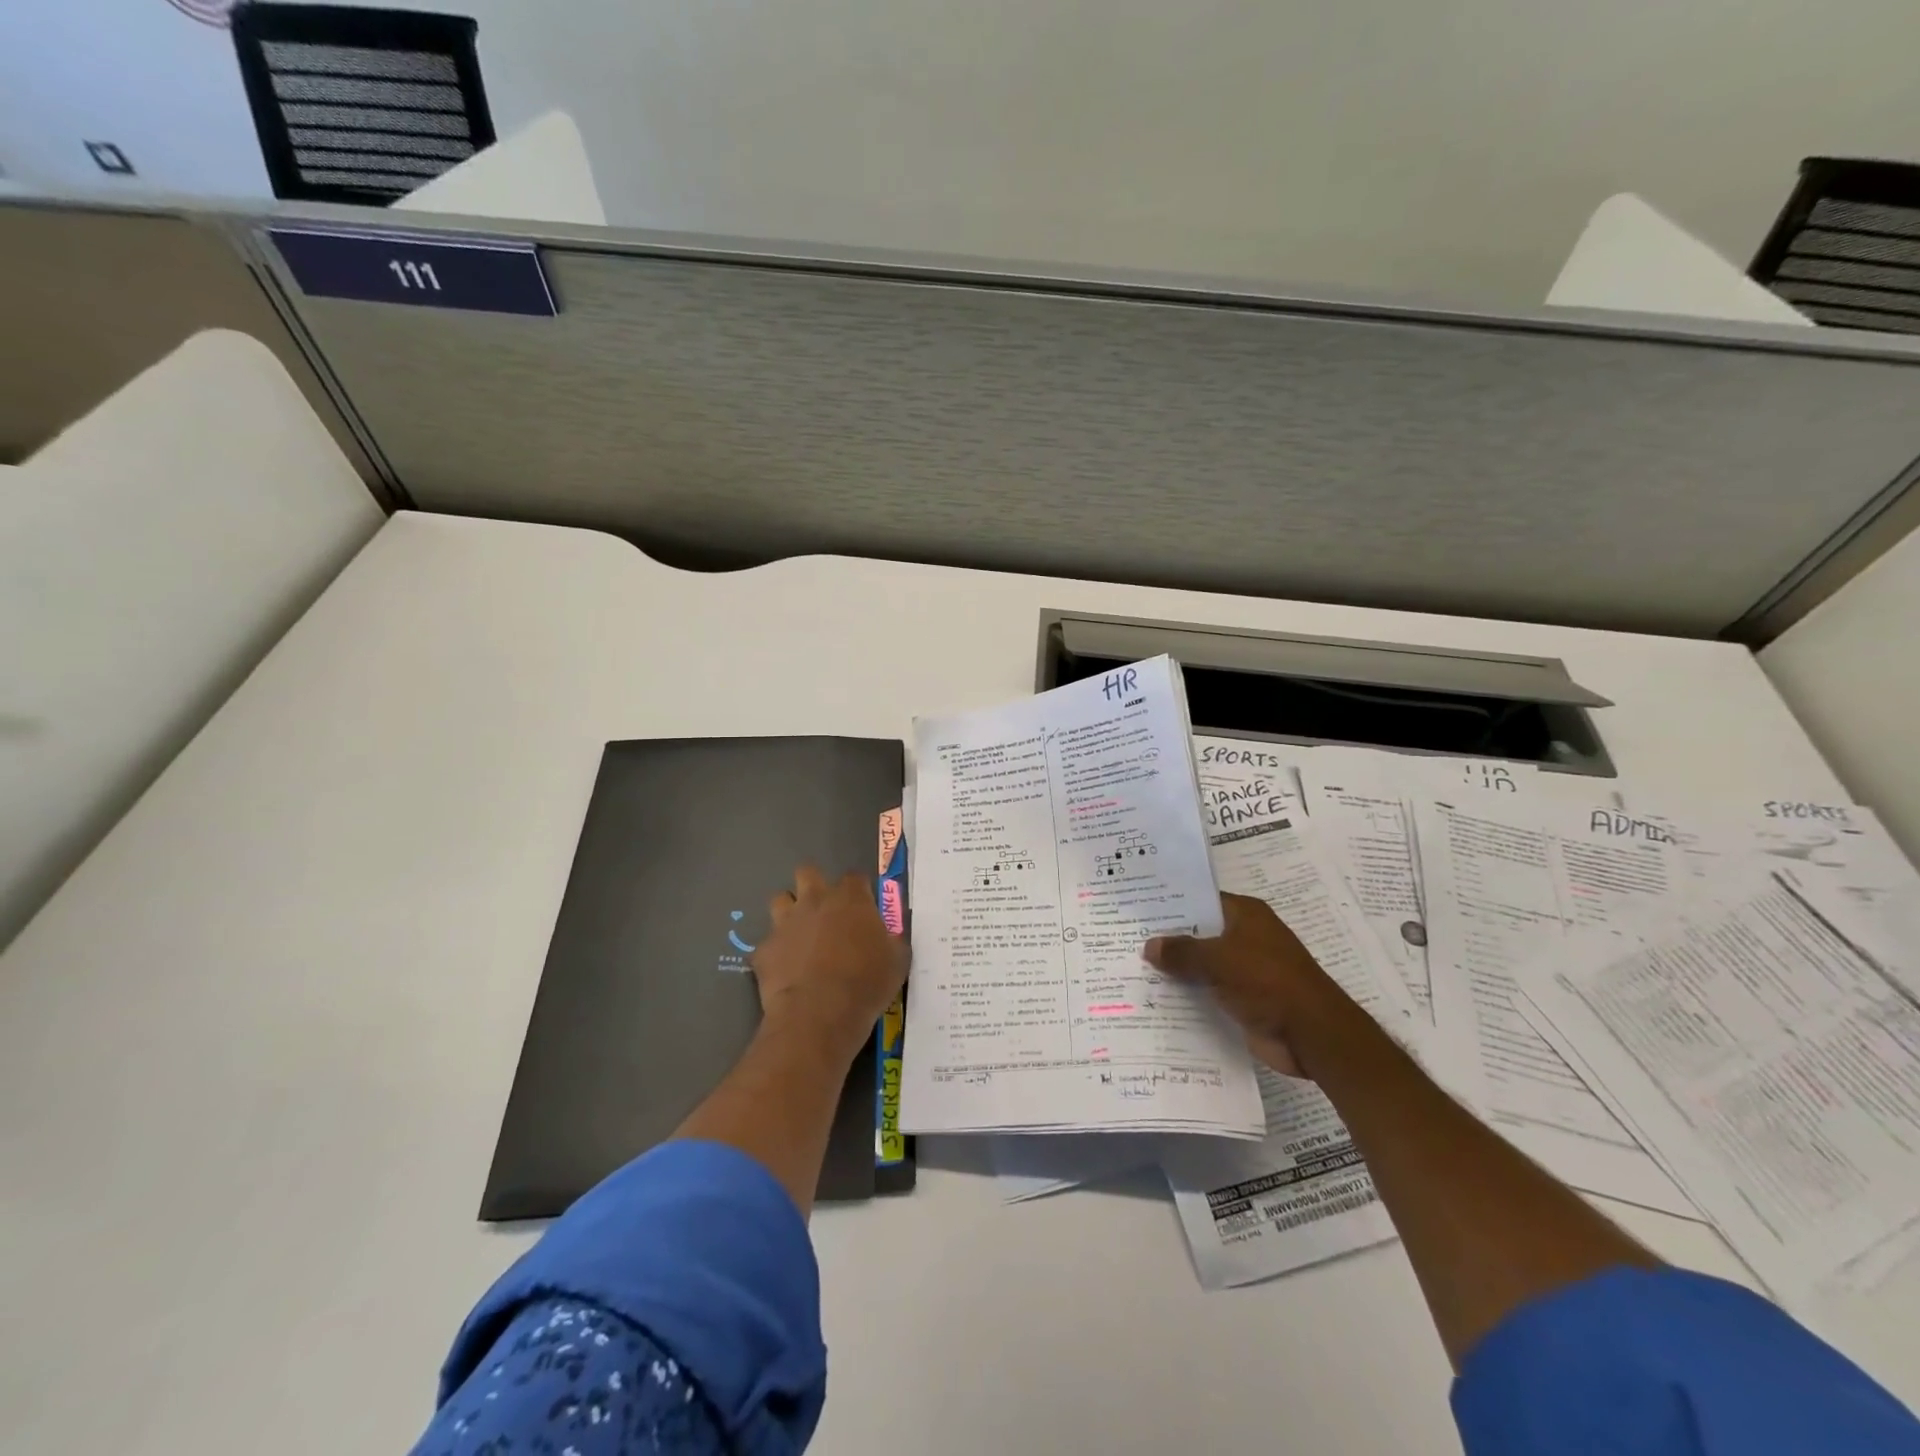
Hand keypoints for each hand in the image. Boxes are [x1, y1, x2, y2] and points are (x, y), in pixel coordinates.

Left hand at [752, 865, 908, 1060]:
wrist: (819, 1014)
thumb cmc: (866, 983)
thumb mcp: (898, 961)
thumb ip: (893, 940)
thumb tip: (890, 936)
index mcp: (851, 898)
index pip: (854, 877)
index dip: (858, 890)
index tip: (863, 907)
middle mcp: (815, 900)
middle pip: (807, 872)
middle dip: (814, 885)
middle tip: (824, 911)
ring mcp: (785, 923)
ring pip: (780, 900)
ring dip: (789, 912)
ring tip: (800, 934)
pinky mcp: (764, 949)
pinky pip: (768, 942)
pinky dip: (776, 952)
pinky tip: (785, 970)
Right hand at [1145, 893, 1351, 1076]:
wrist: (1312, 1034)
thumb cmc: (1268, 981)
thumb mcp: (1219, 960)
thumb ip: (1182, 952)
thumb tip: (1149, 945)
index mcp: (1246, 915)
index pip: (1202, 901)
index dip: (1172, 904)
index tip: (1139, 909)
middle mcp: (1246, 937)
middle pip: (1200, 934)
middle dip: (1169, 940)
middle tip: (1127, 939)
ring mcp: (1246, 970)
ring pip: (1202, 965)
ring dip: (1177, 971)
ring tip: (1133, 969)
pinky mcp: (1245, 1000)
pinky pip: (1209, 992)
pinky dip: (1189, 995)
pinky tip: (1157, 998)